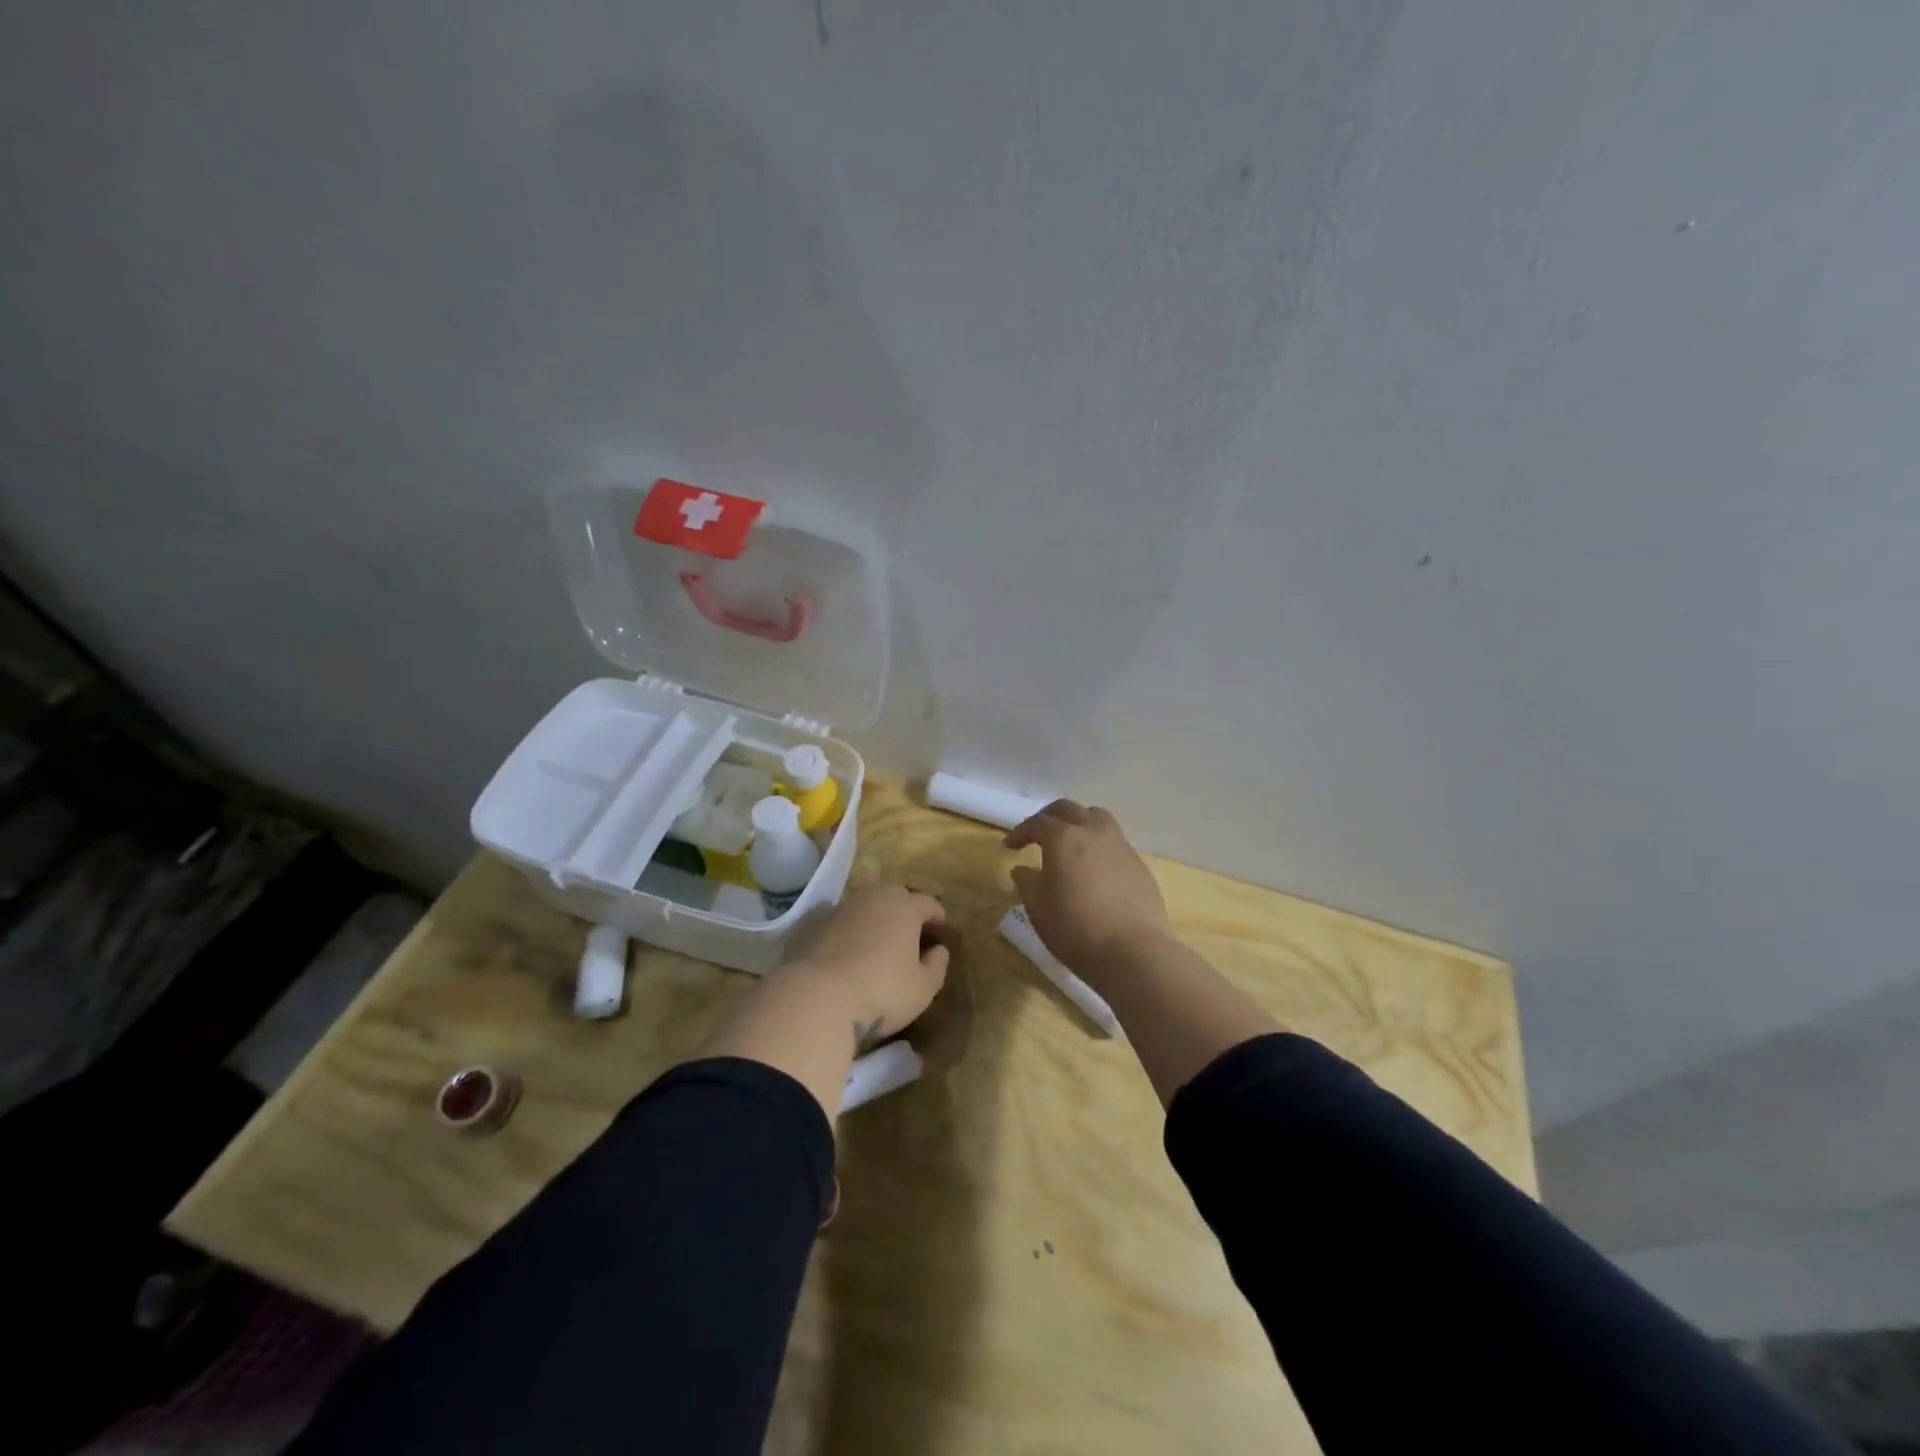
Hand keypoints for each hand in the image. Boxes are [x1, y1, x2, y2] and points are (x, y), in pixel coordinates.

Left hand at [783, 884, 949, 1050]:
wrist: (816, 997)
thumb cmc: (881, 991)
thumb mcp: (923, 988)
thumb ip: (937, 966)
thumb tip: (939, 950)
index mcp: (904, 907)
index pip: (929, 904)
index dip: (938, 918)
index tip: (941, 933)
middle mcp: (873, 897)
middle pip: (896, 898)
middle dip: (906, 913)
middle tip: (911, 936)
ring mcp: (839, 908)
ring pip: (865, 907)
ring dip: (875, 920)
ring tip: (878, 943)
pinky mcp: (812, 923)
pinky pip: (839, 921)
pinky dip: (847, 930)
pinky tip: (846, 951)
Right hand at [1005, 800, 1170, 981]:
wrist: (1133, 952)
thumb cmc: (1075, 929)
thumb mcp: (1039, 909)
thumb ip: (1027, 883)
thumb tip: (1022, 870)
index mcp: (1064, 838)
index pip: (1037, 823)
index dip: (1020, 832)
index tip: (1009, 846)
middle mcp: (1093, 831)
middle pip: (1068, 809)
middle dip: (1049, 818)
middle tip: (1037, 834)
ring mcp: (1120, 845)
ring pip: (1097, 818)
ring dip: (1078, 822)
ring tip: (1070, 843)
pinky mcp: (1139, 864)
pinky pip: (1114, 841)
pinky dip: (1098, 844)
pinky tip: (1094, 868)